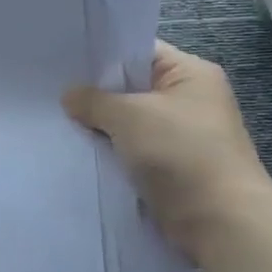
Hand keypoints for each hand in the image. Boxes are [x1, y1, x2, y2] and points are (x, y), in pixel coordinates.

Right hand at [65, 40, 271, 254]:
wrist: (220, 221)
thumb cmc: (180, 152)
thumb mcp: (129, 115)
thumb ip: (93, 100)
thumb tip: (70, 96)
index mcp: (190, 74)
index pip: (138, 51)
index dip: (101, 53)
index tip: (62, 59)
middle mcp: (189, 99)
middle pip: (130, 86)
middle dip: (95, 91)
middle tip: (52, 89)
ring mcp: (180, 133)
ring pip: (128, 120)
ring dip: (100, 123)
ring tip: (57, 117)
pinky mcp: (170, 164)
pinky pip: (131, 147)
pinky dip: (109, 148)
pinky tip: (78, 147)